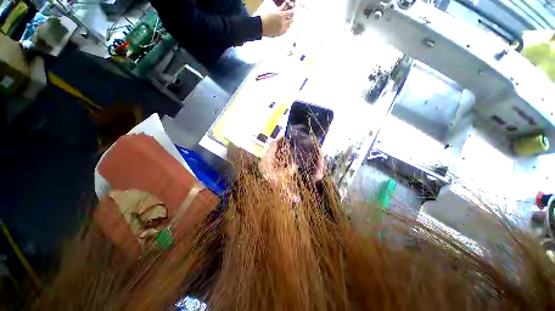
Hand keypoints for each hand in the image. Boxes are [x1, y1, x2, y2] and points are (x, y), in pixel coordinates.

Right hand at [260, 6, 293, 36]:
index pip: (291, 13)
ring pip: (289, 26)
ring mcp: (281, 30)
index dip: (293, 10)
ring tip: (288, 19)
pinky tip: (285, 26)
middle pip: (291, 20)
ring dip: (289, 22)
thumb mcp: (273, 11)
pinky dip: (286, 28)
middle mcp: (282, 24)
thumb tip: (284, 6)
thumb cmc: (264, 18)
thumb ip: (280, 9)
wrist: (259, 27)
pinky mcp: (279, 34)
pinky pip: (285, 31)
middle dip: (292, 16)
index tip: (293, 8)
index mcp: (281, 16)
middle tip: (291, 14)